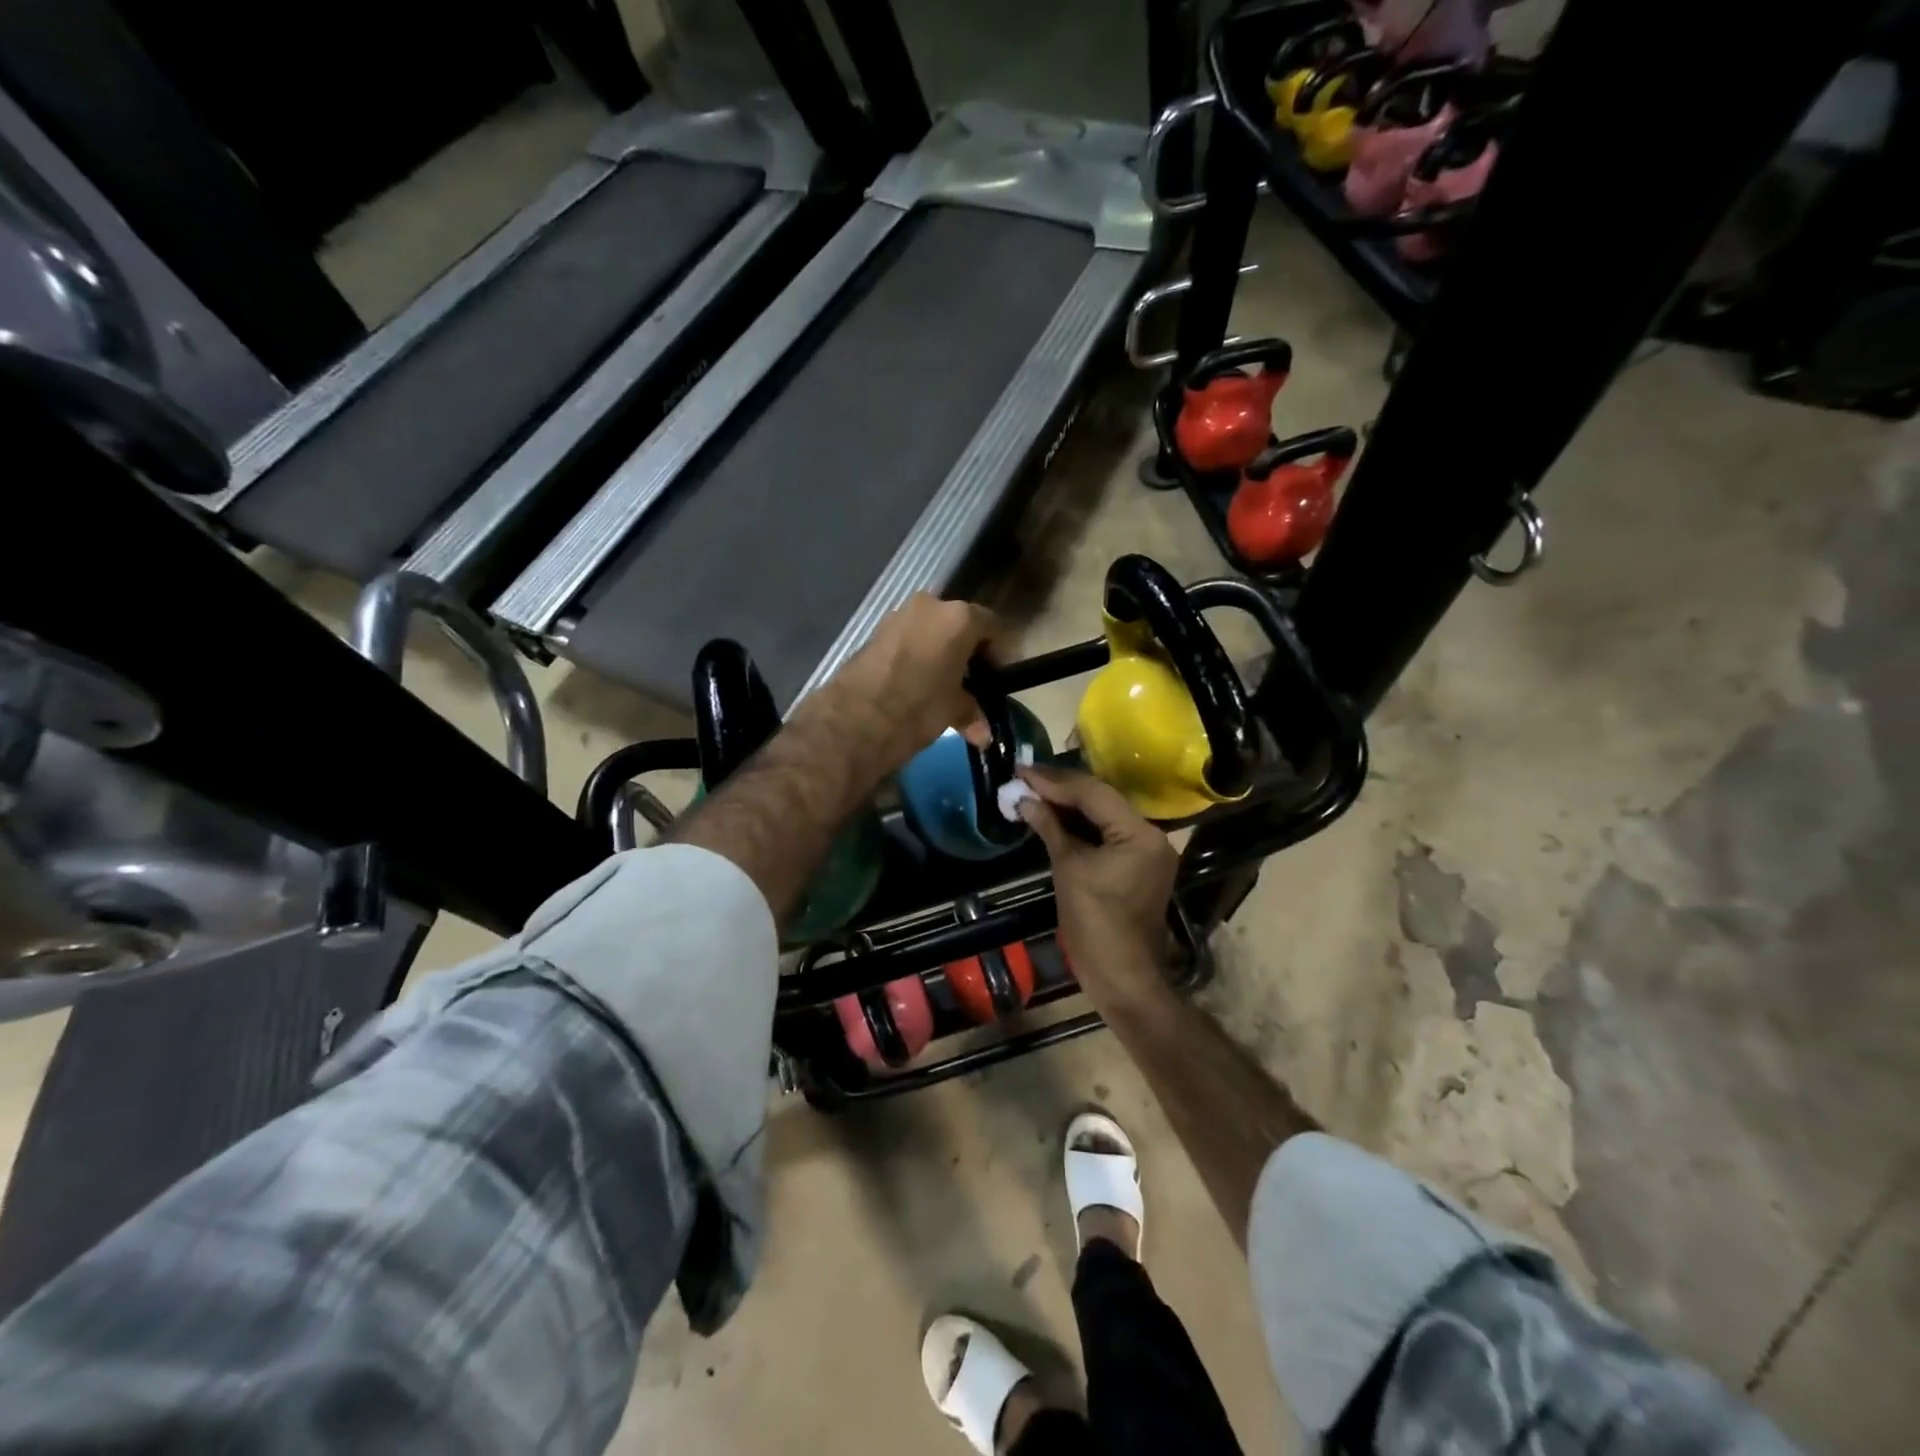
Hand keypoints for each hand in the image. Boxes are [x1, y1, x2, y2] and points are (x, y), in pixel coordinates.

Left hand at [815, 593, 996, 775]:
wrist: (854, 719)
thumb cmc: (917, 709)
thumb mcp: (952, 711)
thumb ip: (971, 712)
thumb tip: (983, 733)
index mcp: (959, 618)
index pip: (993, 627)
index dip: (998, 654)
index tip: (996, 679)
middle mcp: (931, 605)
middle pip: (959, 624)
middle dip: (966, 651)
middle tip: (970, 683)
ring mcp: (899, 615)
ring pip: (931, 630)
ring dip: (939, 652)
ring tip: (941, 686)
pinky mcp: (875, 630)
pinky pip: (908, 638)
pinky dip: (917, 654)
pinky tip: (915, 683)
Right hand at [1016, 766, 1178, 1000]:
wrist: (1123, 977)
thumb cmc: (1095, 924)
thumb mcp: (1069, 870)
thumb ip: (1050, 828)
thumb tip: (1025, 799)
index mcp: (1139, 834)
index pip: (1094, 793)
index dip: (1055, 781)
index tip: (1023, 771)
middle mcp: (1150, 835)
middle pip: (1102, 800)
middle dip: (1061, 789)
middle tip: (1025, 779)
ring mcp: (1147, 851)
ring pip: (1104, 816)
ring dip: (1069, 806)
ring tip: (1033, 793)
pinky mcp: (1137, 865)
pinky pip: (1107, 834)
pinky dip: (1081, 826)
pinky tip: (1053, 818)